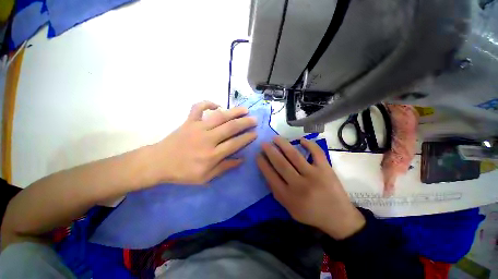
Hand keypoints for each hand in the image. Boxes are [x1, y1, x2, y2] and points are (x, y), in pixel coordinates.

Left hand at [149, 101, 257, 184]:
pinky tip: (217, 105)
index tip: (255, 133)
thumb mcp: (206, 177)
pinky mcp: (188, 121)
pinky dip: (208, 103)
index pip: (235, 143)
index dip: (247, 138)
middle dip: (245, 123)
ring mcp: (197, 128)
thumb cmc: (183, 172)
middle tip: (254, 120)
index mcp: (212, 155)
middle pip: (230, 127)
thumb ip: (224, 167)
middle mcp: (207, 139)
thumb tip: (241, 160)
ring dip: (233, 111)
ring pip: (219, 116)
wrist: (158, 163)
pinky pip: (198, 108)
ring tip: (244, 109)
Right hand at [257, 136, 365, 239]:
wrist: (338, 218)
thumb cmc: (311, 214)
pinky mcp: (326, 169)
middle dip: (270, 151)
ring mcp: (313, 175)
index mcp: (288, 196)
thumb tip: (267, 173)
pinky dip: (309, 144)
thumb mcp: (289, 208)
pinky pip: (316, 152)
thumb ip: (276, 192)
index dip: (262, 164)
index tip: (258, 155)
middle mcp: (299, 185)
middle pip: (281, 163)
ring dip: (283, 144)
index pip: (270, 175)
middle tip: (264, 143)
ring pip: (294, 155)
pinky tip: (300, 139)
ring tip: (275, 138)